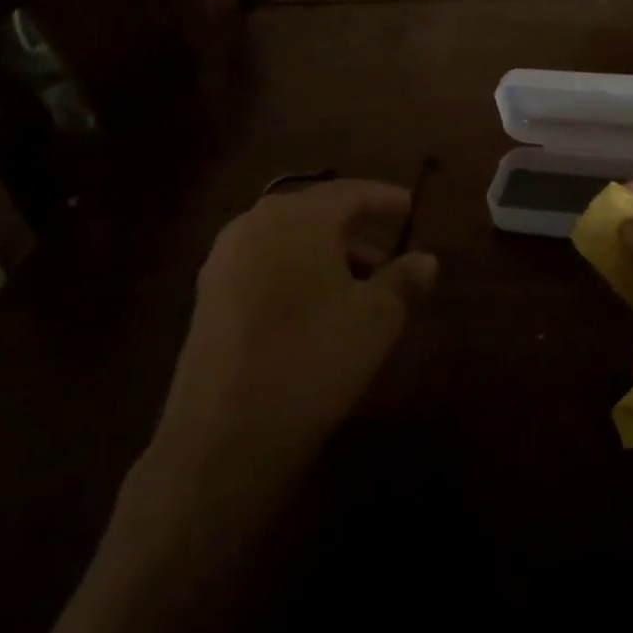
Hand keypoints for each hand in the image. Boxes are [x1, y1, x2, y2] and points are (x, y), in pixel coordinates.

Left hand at [145, 178, 437, 487]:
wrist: (223, 440)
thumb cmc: (313, 359)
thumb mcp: (377, 317)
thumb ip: (405, 279)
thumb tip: (425, 259)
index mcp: (298, 216)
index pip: (351, 193)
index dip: (386, 199)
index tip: (412, 207)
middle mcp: (255, 224)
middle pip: (316, 214)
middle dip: (356, 229)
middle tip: (389, 248)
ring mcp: (224, 261)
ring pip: (289, 242)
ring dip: (326, 255)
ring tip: (359, 286)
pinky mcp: (207, 298)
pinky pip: (264, 267)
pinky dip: (296, 274)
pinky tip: (316, 309)